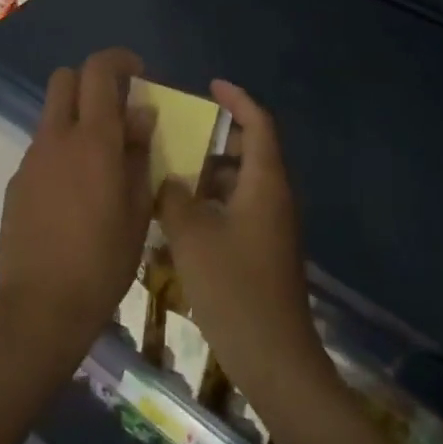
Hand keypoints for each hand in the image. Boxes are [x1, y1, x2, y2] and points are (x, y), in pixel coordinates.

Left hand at [0, 49, 156, 362]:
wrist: (40, 306)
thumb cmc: (103, 261)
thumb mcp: (138, 209)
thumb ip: (139, 154)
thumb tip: (140, 115)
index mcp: (93, 140)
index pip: (98, 70)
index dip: (119, 60)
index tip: (139, 73)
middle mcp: (56, 138)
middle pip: (64, 78)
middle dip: (91, 80)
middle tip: (117, 108)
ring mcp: (31, 158)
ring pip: (52, 114)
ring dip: (76, 117)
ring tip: (101, 158)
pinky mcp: (17, 181)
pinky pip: (43, 147)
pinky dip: (62, 149)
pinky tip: (75, 191)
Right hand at [158, 81, 331, 404]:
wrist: (274, 357)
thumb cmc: (234, 288)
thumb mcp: (192, 236)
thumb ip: (174, 198)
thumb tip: (167, 179)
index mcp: (266, 183)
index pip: (258, 124)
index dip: (237, 100)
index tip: (211, 86)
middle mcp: (275, 197)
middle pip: (252, 151)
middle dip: (219, 136)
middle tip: (182, 129)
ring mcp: (273, 226)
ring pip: (244, 182)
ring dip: (213, 171)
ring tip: (173, 169)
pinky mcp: (265, 250)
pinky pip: (240, 207)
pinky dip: (215, 200)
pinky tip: (183, 215)